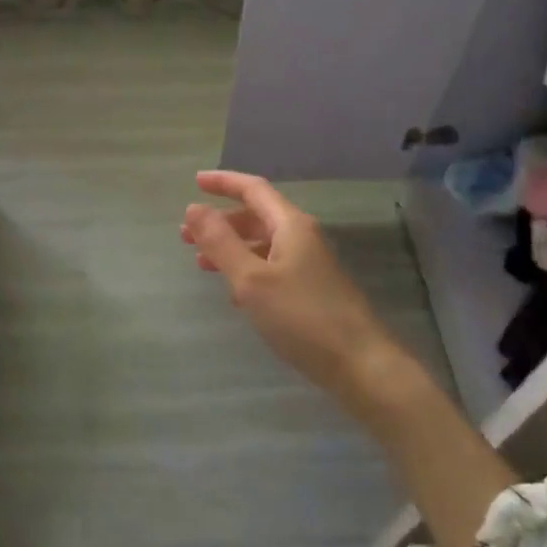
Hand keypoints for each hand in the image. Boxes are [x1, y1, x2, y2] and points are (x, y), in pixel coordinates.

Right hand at [182, 171, 411, 413]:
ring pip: (263, 244)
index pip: (254, 190)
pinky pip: (272, 267)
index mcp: (290, 225)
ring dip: (232, 248)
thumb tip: (194, 209)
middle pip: (257, 217)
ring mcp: (309, 265)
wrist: (360, 364)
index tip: (195, 182)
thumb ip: (221, 243)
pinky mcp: (312, 291)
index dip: (224, 183)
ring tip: (201, 263)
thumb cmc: (302, 317)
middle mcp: (302, 238)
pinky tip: (234, 292)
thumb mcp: (251, 280)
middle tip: (186, 235)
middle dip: (221, 222)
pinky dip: (248, 270)